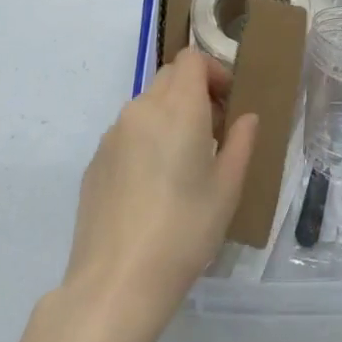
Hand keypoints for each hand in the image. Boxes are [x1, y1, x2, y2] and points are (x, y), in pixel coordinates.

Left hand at [58, 49, 257, 341]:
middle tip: (212, 131)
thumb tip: (246, 118)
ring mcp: (112, 135)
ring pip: (146, 105)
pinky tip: (153, 187)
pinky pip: (126, 134)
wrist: (117, 282)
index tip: (228, 104)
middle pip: (169, 77)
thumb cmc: (185, 231)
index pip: (192, 59)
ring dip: (169, 116)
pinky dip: (145, 140)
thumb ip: (240, 143)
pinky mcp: (95, 161)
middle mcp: (141, 109)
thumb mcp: (227, 189)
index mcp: (177, 108)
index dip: (214, 71)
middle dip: (194, 91)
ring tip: (183, 162)